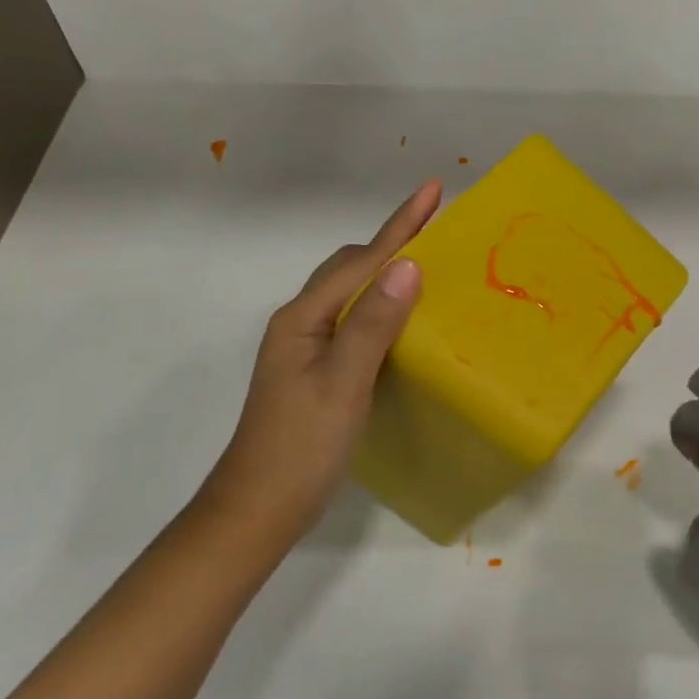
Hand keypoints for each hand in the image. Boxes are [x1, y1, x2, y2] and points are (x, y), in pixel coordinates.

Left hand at [194, 179, 441, 540]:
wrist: (258, 509)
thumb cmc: (301, 447)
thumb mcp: (343, 384)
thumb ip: (373, 324)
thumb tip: (408, 265)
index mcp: (304, 318)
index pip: (361, 260)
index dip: (400, 224)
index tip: (432, 189)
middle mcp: (302, 323)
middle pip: (352, 267)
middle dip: (394, 241)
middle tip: (440, 227)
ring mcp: (307, 348)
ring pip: (353, 293)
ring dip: (389, 273)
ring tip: (432, 265)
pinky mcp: (319, 371)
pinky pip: (357, 321)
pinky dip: (384, 307)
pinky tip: (407, 320)